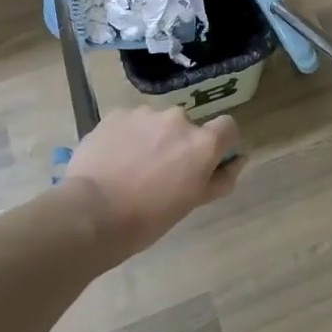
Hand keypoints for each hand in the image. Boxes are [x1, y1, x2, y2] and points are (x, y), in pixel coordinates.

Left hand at [63, 107, 241, 256]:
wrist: (93, 212)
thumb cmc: (148, 218)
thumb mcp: (192, 203)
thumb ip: (220, 178)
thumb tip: (239, 158)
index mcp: (202, 143)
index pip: (227, 127)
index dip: (220, 142)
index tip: (205, 160)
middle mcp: (178, 119)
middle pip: (187, 126)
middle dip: (178, 143)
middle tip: (160, 172)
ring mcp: (146, 113)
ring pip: (156, 122)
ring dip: (151, 137)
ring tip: (130, 167)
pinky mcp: (117, 113)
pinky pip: (130, 121)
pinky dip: (126, 135)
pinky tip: (112, 159)